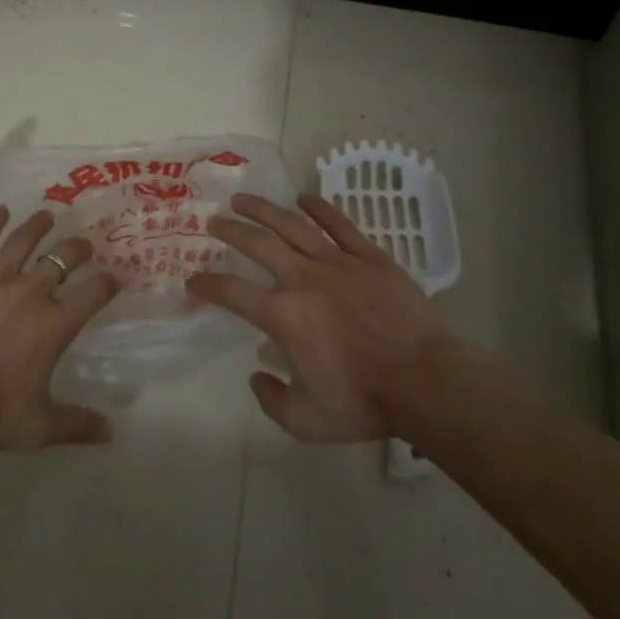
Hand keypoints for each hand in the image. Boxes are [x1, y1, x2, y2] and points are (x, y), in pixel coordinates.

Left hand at [0, 206, 120, 448]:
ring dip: (39, 226)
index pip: (93, 294)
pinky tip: (0, 211)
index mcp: (54, 324)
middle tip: (83, 244)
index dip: (107, 283)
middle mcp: (31, 291)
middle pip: (62, 259)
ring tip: (47, 216)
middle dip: (78, 249)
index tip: (114, 277)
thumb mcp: (37, 426)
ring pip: (23, 240)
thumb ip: (76, 424)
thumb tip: (111, 432)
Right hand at [186, 192, 460, 440]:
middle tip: (213, 220)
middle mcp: (302, 279)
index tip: (193, 280)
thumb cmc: (365, 401)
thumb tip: (257, 374)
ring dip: (264, 209)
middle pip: (258, 244)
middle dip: (230, 231)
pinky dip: (319, 208)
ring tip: (244, 199)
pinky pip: (340, 224)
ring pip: (292, 225)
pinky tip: (304, 197)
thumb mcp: (307, 421)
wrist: (426, 381)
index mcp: (283, 315)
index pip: (232, 292)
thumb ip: (272, 400)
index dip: (207, 284)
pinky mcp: (369, 257)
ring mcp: (337, 263)